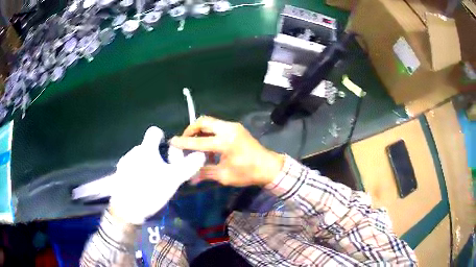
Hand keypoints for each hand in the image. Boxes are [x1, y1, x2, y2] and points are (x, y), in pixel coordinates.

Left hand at [109, 126, 205, 224]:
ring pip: (139, 158)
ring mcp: (124, 163)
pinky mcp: (119, 174)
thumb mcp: (173, 179)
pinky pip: (131, 168)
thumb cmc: (150, 190)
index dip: (162, 137)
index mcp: (146, 149)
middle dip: (157, 157)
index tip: (167, 152)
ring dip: (147, 166)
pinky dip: (137, 173)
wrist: (126, 208)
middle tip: (164, 174)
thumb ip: (188, 166)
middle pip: (148, 147)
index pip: (154, 132)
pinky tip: (141, 187)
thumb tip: (201, 155)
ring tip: (153, 183)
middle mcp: (133, 151)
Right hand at [170, 116, 284, 186]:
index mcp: (226, 142)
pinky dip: (209, 133)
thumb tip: (190, 177)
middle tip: (185, 141)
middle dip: (191, 129)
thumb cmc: (248, 173)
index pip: (199, 141)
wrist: (269, 167)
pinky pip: (217, 126)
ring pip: (210, 122)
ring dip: (200, 131)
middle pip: (204, 121)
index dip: (184, 142)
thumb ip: (205, 173)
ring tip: (195, 145)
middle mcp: (229, 129)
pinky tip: (208, 146)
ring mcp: (233, 127)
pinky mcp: (236, 128)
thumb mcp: (225, 176)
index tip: (172, 142)